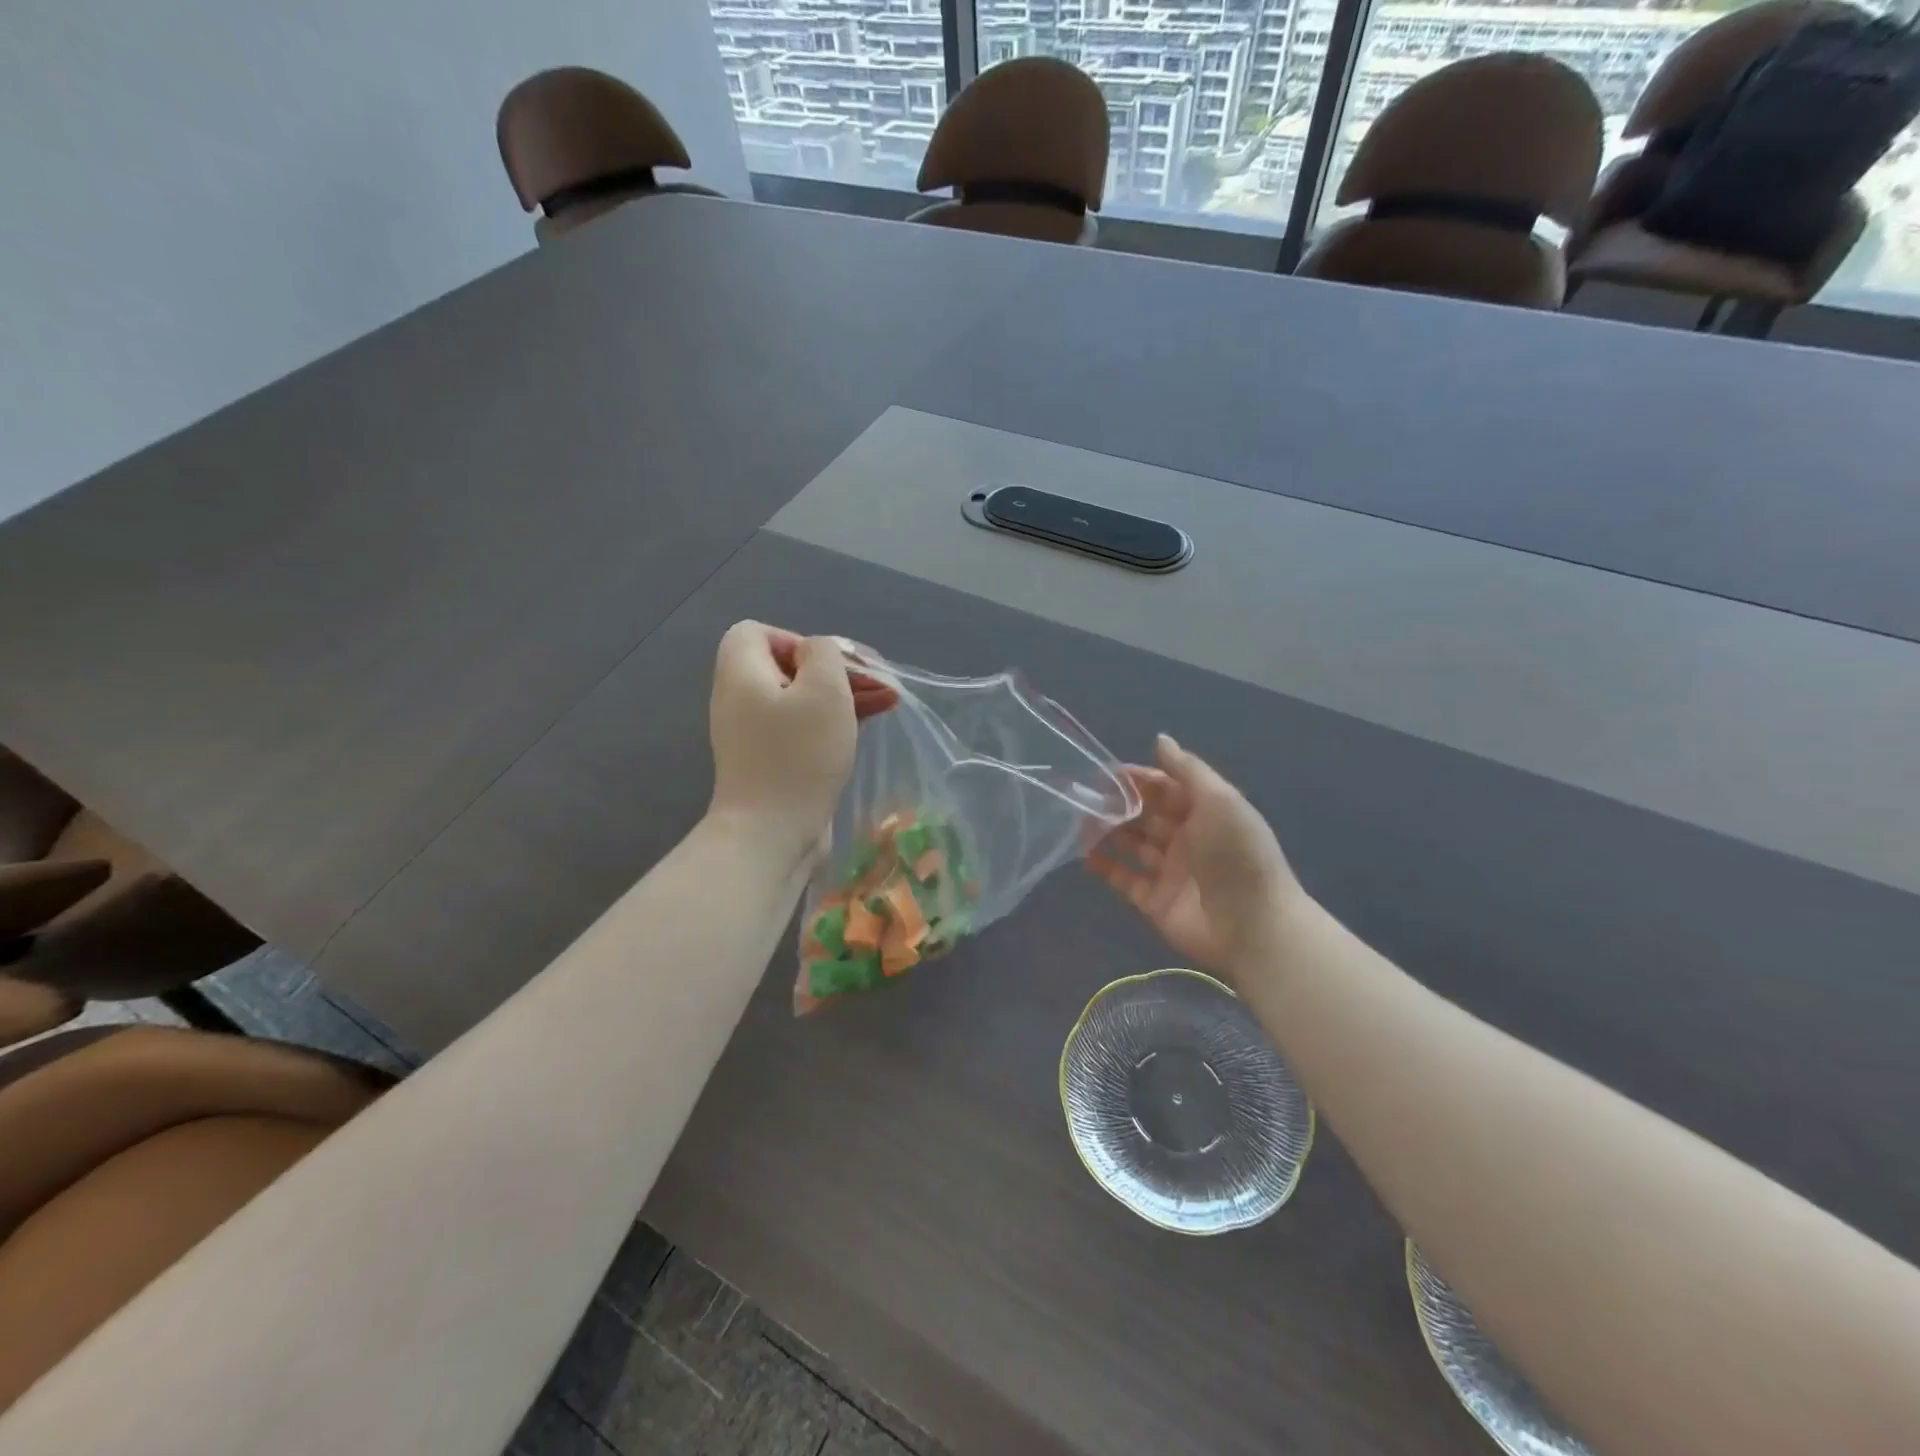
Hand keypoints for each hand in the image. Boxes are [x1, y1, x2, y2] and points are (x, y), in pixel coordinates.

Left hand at [707, 623, 894, 865]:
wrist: (772, 833)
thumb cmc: (799, 754)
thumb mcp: (823, 689)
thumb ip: (824, 654)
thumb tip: (816, 653)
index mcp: (741, 673)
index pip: (756, 632)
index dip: (796, 639)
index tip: (829, 665)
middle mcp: (739, 699)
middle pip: (783, 666)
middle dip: (832, 671)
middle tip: (872, 684)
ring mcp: (752, 734)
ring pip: (797, 699)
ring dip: (839, 698)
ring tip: (883, 704)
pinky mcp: (769, 762)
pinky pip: (799, 729)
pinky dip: (828, 725)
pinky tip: (862, 730)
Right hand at [1088, 734, 1303, 973]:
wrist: (1252, 925)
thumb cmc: (1236, 854)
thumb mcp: (1219, 800)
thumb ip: (1187, 769)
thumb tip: (1159, 739)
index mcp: (1205, 813)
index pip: (1166, 788)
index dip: (1139, 778)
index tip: (1106, 772)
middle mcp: (1186, 839)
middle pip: (1146, 815)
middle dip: (1118, 804)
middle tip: (1085, 796)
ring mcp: (1169, 872)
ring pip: (1132, 845)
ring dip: (1108, 831)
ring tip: (1079, 821)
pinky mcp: (1154, 901)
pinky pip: (1125, 879)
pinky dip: (1105, 867)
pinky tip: (1085, 854)